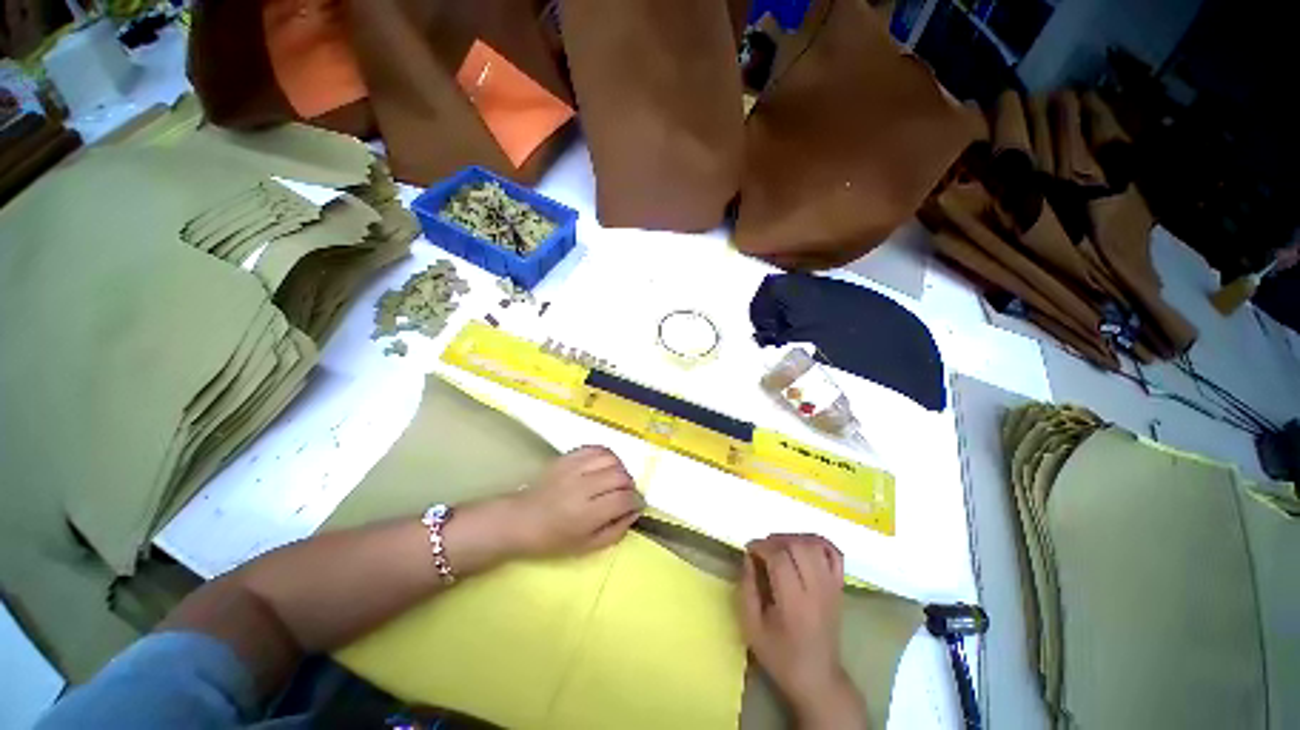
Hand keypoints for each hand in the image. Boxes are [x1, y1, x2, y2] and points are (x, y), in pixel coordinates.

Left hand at [505, 446, 644, 557]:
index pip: (623, 499)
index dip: (637, 501)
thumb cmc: (553, 539)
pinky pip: (597, 448)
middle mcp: (582, 487)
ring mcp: (574, 468)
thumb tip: (635, 511)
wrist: (521, 519)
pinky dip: (607, 456)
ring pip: (612, 459)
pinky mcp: (568, 457)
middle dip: (630, 485)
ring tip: (615, 480)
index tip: (637, 505)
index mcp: (586, 514)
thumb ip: (616, 530)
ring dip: (620, 469)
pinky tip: (605, 467)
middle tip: (626, 494)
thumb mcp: (587, 547)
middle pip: (621, 476)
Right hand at [739, 534, 866, 729]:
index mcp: (794, 603)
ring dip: (793, 538)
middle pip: (798, 546)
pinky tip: (802, 545)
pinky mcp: (839, 587)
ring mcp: (831, 587)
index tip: (748, 550)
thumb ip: (747, 588)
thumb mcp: (752, 628)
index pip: (779, 558)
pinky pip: (833, 553)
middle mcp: (817, 590)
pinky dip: (818, 542)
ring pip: (815, 545)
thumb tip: (748, 557)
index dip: (761, 547)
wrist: (819, 679)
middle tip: (762, 550)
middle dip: (775, 540)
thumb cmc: (781, 656)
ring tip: (779, 547)